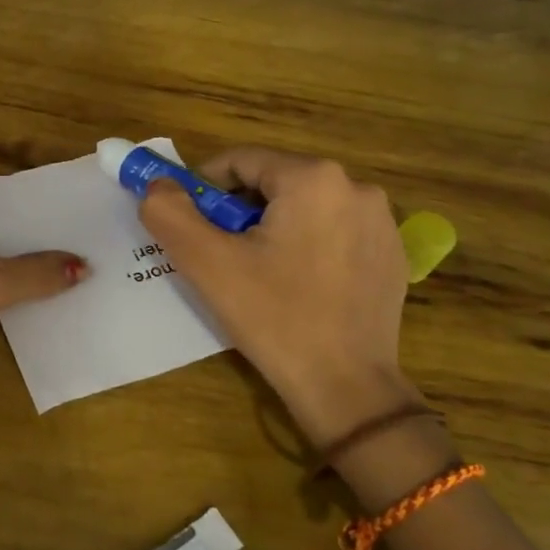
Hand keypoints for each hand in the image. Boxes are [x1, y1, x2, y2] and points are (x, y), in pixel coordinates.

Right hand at [140, 148, 423, 448]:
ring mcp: (381, 222)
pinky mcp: (392, 254)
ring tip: (256, 274)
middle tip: (219, 254)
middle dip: (238, 212)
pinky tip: (297, 287)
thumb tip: (157, 185)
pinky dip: (306, 246)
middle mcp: (356, 187)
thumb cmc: (274, 317)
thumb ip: (170, 213)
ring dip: (271, 229)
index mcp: (313, 178)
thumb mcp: (207, 264)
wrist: (346, 388)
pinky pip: (333, 232)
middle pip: (273, 183)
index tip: (188, 224)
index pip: (240, 162)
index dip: (204, 189)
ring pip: (303, 207)